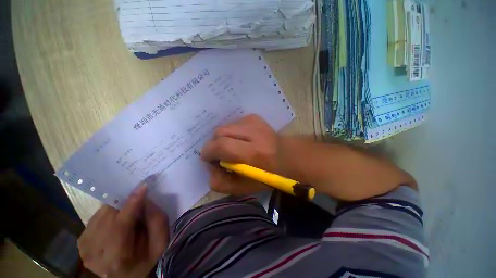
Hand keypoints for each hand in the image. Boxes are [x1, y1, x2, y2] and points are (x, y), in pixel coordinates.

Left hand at [78, 184, 168, 277]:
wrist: (127, 275)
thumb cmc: (146, 258)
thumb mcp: (160, 242)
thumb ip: (157, 220)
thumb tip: (144, 198)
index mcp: (117, 258)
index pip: (121, 225)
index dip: (132, 203)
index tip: (142, 186)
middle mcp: (94, 254)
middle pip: (108, 217)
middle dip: (125, 205)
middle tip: (138, 201)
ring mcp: (84, 249)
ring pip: (101, 215)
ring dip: (117, 209)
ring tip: (128, 215)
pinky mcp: (81, 243)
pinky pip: (95, 217)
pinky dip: (108, 214)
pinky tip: (116, 222)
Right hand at [201, 114, 283, 194]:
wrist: (287, 156)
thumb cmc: (267, 175)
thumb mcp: (243, 188)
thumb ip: (220, 182)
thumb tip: (210, 167)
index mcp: (253, 153)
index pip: (221, 145)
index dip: (209, 152)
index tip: (209, 159)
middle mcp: (254, 133)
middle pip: (220, 132)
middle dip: (215, 144)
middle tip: (220, 154)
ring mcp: (255, 122)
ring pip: (226, 126)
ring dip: (224, 138)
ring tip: (232, 146)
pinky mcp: (255, 117)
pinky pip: (234, 123)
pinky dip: (232, 132)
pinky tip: (240, 139)